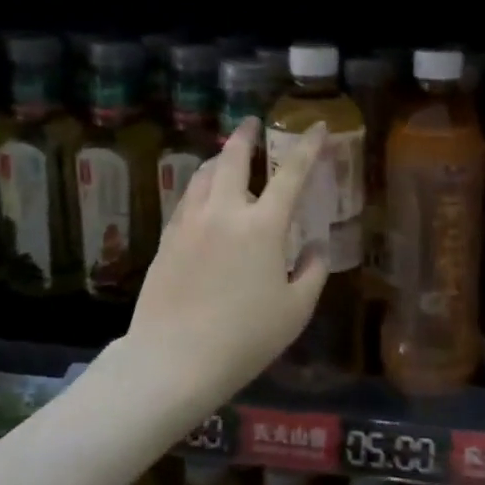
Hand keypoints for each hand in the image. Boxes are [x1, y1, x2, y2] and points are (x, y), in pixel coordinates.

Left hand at [125, 118, 330, 397]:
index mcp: (263, 226)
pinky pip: (187, 199)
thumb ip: (313, 271)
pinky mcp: (167, 239)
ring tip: (228, 156)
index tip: (315, 126)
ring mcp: (190, 223)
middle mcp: (224, 212)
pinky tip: (204, 197)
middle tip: (251, 123)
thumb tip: (317, 246)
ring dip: (220, 158)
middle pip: (233, 158)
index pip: (291, 174)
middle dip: (245, 135)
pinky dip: (201, 187)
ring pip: (204, 174)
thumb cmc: (244, 338)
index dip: (307, 147)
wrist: (172, 361)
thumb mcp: (295, 310)